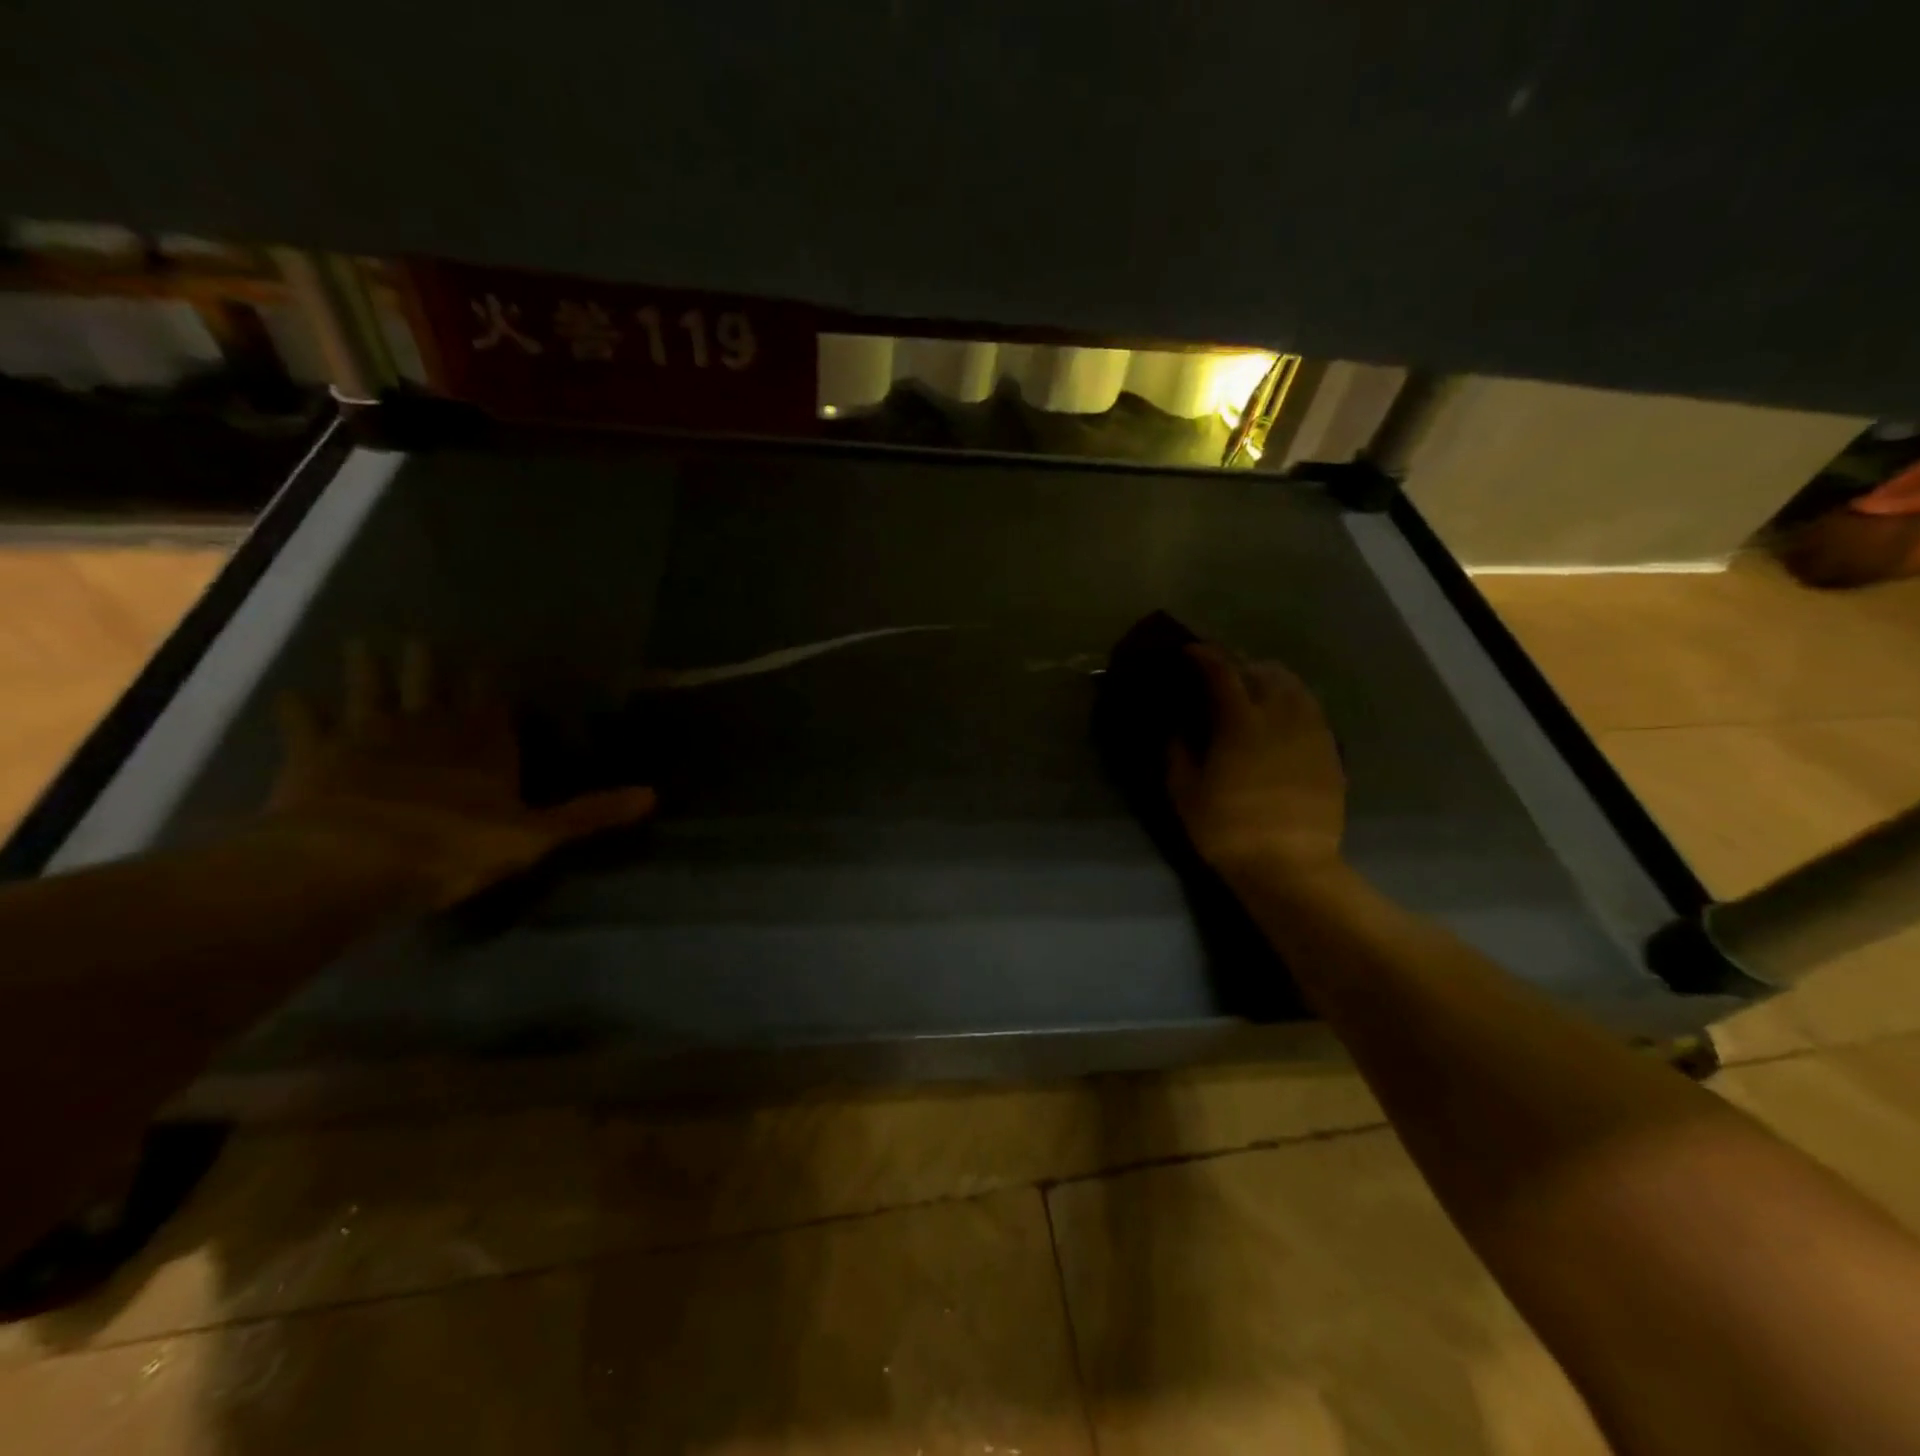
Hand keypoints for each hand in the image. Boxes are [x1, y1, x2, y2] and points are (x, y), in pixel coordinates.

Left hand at [267, 642, 655, 907]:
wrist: (354, 863)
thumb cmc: (455, 847)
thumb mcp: (537, 837)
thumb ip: (591, 814)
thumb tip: (654, 794)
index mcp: (483, 743)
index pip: (490, 700)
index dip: (489, 679)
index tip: (486, 658)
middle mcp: (429, 727)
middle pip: (429, 683)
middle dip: (427, 662)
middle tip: (422, 637)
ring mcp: (369, 736)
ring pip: (369, 689)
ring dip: (367, 667)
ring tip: (362, 642)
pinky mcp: (316, 755)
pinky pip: (305, 724)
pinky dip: (299, 710)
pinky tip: (291, 695)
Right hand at [1166, 644, 1346, 883]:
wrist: (1289, 866)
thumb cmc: (1227, 828)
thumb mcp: (1184, 792)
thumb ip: (1177, 751)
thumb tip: (1176, 726)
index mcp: (1240, 721)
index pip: (1221, 671)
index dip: (1203, 656)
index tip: (1189, 652)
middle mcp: (1281, 715)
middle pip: (1262, 670)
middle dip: (1239, 664)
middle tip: (1221, 674)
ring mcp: (1312, 732)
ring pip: (1294, 686)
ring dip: (1270, 679)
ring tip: (1254, 690)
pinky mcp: (1330, 751)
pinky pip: (1312, 710)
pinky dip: (1293, 703)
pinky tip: (1282, 719)